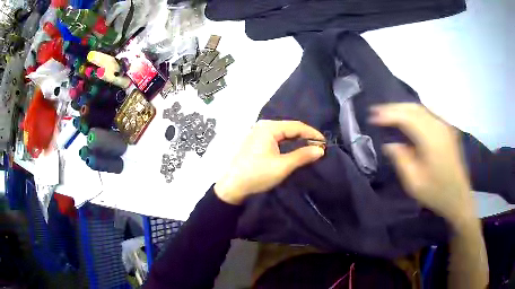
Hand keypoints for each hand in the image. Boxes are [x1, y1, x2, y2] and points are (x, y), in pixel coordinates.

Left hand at [214, 120, 324, 204]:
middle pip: (290, 128)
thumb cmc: (257, 175)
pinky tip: (295, 149)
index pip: (296, 126)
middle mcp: (263, 126)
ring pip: (283, 134)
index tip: (325, 143)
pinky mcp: (256, 142)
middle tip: (319, 147)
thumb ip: (302, 156)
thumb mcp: (282, 166)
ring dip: (297, 140)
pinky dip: (287, 144)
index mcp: (268, 127)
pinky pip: (276, 139)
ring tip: (310, 148)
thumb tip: (320, 150)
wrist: (232, 187)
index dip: (312, 134)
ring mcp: (258, 133)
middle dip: (305, 137)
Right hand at [369, 103, 476, 227]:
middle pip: (413, 108)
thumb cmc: (436, 193)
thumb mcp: (413, 182)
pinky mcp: (446, 130)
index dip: (388, 115)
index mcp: (431, 139)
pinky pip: (427, 114)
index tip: (372, 117)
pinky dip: (413, 112)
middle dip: (393, 108)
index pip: (406, 117)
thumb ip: (401, 159)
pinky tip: (406, 117)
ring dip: (403, 108)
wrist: (458, 197)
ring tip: (387, 112)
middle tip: (376, 111)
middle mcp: (439, 126)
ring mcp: (444, 126)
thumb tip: (390, 144)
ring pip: (421, 108)